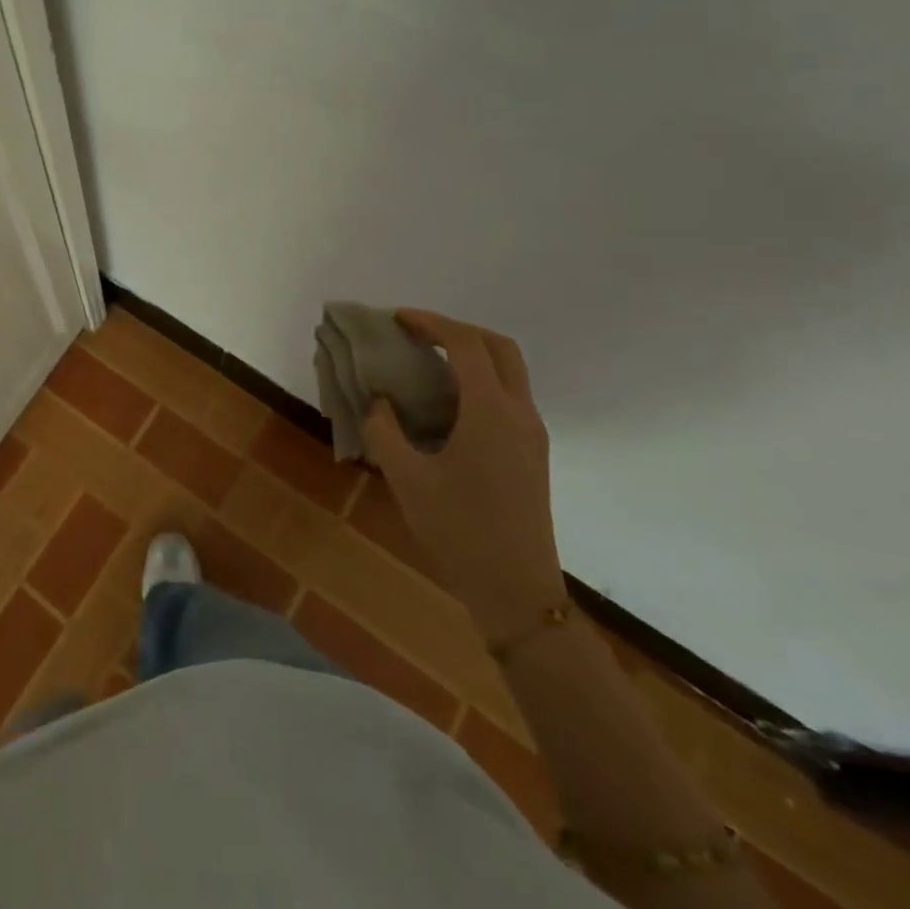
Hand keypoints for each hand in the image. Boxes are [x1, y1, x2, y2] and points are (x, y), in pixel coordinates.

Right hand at [363, 308, 565, 642]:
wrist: (516, 591)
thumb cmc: (459, 529)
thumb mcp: (406, 478)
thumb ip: (384, 430)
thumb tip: (378, 402)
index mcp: (490, 412)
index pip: (465, 344)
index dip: (430, 322)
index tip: (397, 319)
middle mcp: (519, 413)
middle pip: (499, 347)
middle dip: (457, 330)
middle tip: (417, 333)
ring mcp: (531, 434)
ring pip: (509, 371)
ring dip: (471, 354)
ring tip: (427, 362)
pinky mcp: (531, 452)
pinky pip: (508, 396)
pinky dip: (479, 380)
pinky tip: (446, 403)